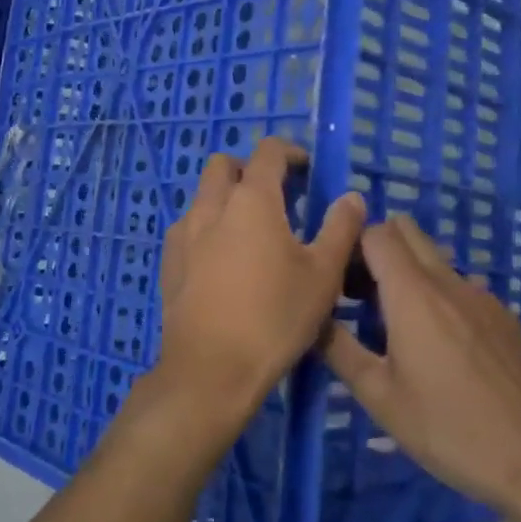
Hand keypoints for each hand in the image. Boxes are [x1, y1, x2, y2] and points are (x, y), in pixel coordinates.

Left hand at [139, 138, 364, 444]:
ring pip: (203, 196)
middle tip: (278, 199)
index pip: (268, 151)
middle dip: (250, 170)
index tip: (308, 171)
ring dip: (227, 199)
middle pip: (224, 164)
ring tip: (252, 234)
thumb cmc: (275, 317)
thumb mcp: (323, 275)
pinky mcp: (169, 261)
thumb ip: (340, 228)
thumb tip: (351, 197)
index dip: (291, 152)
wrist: (210, 370)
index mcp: (251, 200)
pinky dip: (209, 228)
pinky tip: (224, 262)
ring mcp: (184, 233)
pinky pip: (189, 227)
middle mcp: (211, 205)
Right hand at [323, 213, 520, 513]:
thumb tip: (312, 318)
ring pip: (435, 258)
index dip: (352, 246)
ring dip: (409, 273)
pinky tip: (443, 347)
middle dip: (378, 248)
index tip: (340, 281)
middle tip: (363, 295)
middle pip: (407, 231)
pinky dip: (441, 296)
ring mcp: (482, 296)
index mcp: (412, 294)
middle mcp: (448, 282)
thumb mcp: (379, 396)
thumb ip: (339, 350)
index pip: (377, 233)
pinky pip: (462, 286)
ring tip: (399, 325)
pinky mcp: (504, 316)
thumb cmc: (446, 427)